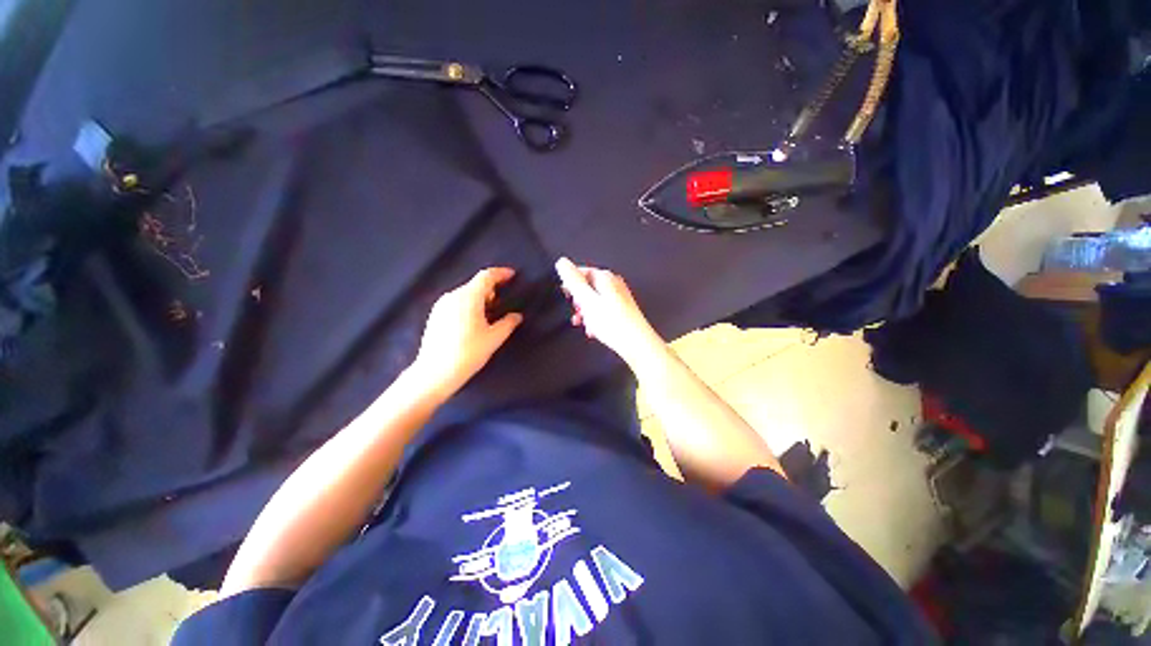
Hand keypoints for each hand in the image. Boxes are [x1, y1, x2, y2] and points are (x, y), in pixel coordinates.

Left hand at [410, 267, 522, 398]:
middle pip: (475, 284)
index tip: (512, 275)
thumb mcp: (494, 338)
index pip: (486, 276)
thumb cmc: (468, 352)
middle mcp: (453, 296)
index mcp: (468, 297)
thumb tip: (517, 316)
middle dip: (491, 288)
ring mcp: (441, 305)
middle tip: (503, 300)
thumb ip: (508, 323)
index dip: (501, 273)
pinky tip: (474, 321)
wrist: (435, 373)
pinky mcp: (435, 315)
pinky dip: (469, 304)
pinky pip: (456, 302)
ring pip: (465, 294)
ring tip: (490, 313)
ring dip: (480, 297)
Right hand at [554, 257, 666, 368]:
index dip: (571, 282)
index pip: (583, 271)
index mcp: (606, 278)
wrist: (636, 343)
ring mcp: (620, 297)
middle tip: (576, 312)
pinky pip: (604, 310)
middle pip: (589, 287)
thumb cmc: (611, 321)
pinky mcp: (623, 311)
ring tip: (583, 324)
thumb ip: (573, 281)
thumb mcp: (587, 300)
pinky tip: (594, 331)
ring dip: (586, 312)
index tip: (565, 295)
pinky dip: (596, 318)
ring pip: (595, 301)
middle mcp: (615, 284)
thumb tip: (562, 262)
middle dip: (579, 300)